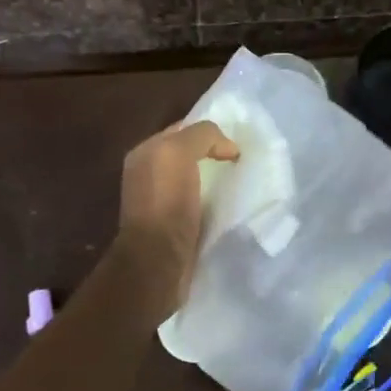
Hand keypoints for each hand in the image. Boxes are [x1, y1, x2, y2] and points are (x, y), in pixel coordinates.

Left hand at [115, 120, 239, 315]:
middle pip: (190, 155)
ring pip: (197, 180)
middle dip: (216, 155)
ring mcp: (161, 202)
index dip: (209, 132)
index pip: (183, 129)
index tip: (237, 141)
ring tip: (244, 183)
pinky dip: (216, 203)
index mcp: (145, 153)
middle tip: (245, 161)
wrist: (158, 261)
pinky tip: (232, 206)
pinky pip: (201, 204)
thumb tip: (228, 148)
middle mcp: (149, 174)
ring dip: (218, 181)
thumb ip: (202, 135)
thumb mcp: (178, 152)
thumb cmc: (166, 202)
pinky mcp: (175, 227)